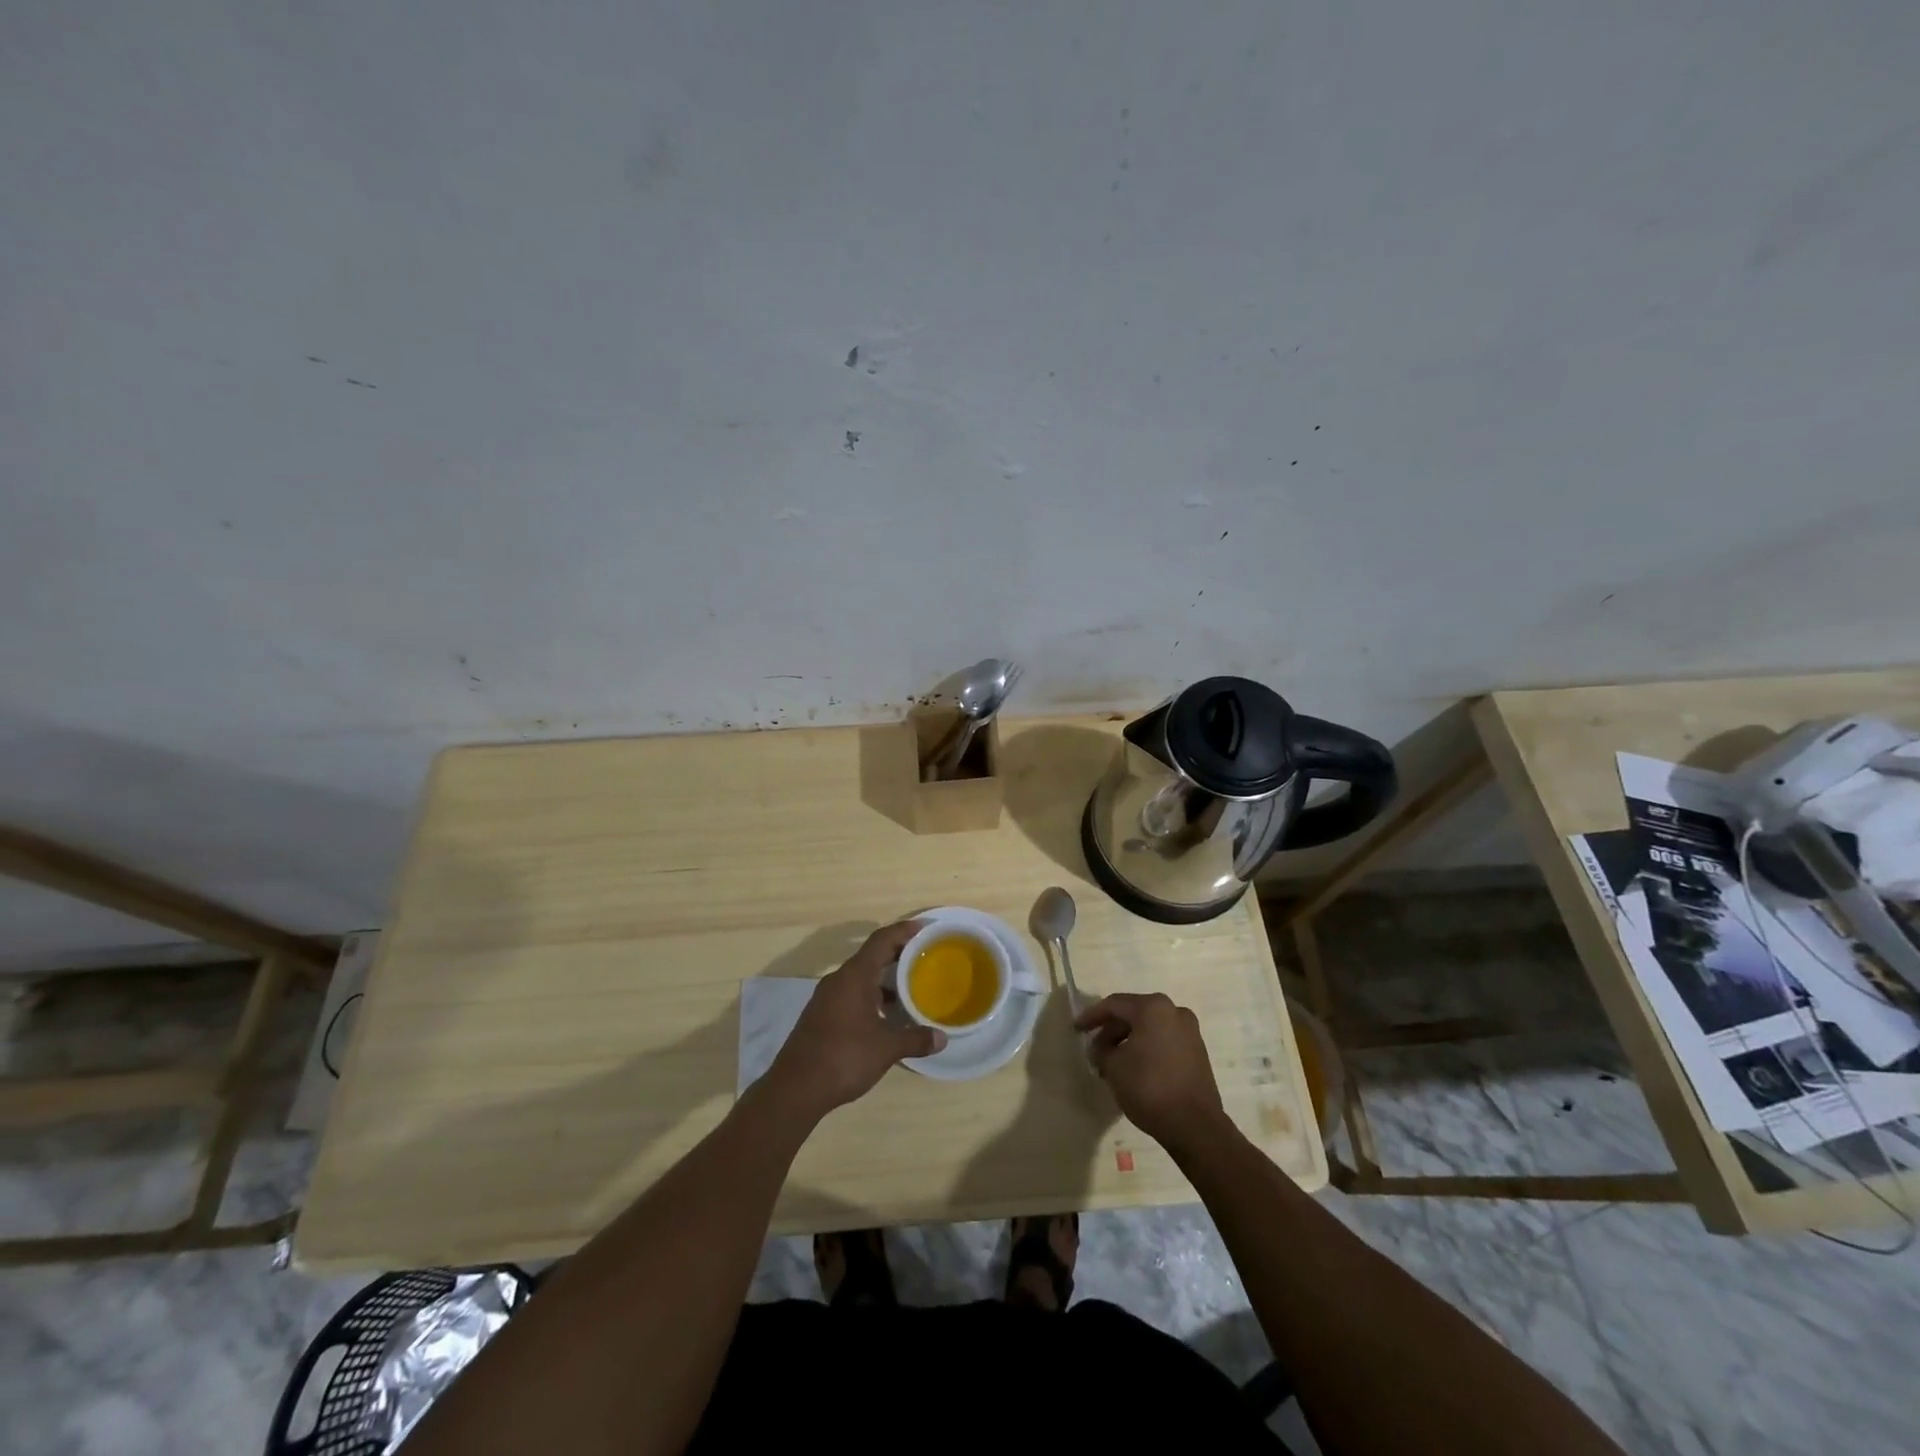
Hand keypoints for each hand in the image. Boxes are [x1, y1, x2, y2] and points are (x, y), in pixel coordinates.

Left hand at [765, 921, 944, 1119]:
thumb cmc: (844, 1057)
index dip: (903, 930)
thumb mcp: (886, 1048)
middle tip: (923, 956)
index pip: (881, 940)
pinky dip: (871, 995)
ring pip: (860, 977)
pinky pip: (851, 993)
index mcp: (854, 976)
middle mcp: (839, 980)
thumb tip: (942, 1038)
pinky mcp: (821, 1015)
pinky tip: (885, 1015)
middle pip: (871, 956)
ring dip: (883, 978)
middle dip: (897, 954)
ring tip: (909, 987)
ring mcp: (826, 998)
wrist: (795, 1088)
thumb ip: (915, 1039)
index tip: (924, 928)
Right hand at [1074, 992, 1227, 1151]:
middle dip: (1111, 1031)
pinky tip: (1134, 1068)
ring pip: (1149, 1028)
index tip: (1076, 1029)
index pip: (1114, 1004)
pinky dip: (1146, 1049)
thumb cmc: (1149, 1088)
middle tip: (1095, 1050)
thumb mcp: (1113, 1067)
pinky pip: (1164, 1041)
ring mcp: (1190, 1031)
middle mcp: (1174, 1011)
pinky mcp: (1197, 1052)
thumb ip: (1102, 1050)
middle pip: (1133, 1014)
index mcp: (1153, 1008)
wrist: (1195, 1126)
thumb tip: (1102, 1047)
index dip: (1092, 1016)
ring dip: (1128, 1041)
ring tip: (1112, 1063)